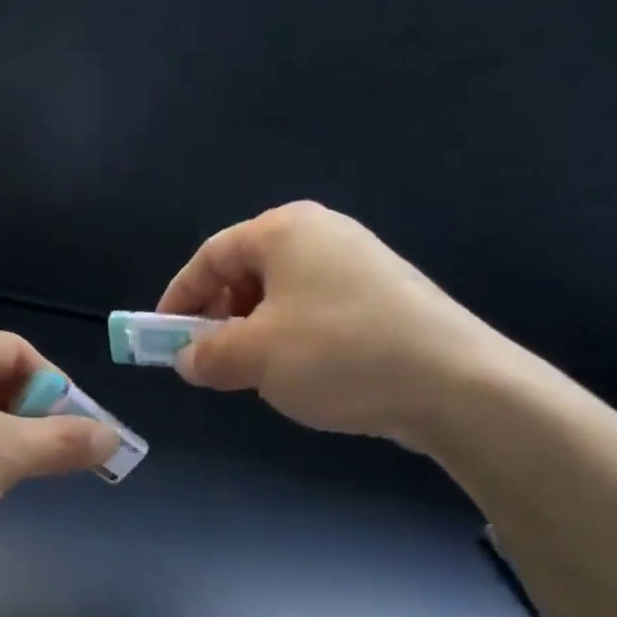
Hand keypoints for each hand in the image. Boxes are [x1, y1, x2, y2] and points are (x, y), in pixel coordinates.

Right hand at [158, 201, 513, 448]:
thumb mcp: (255, 357)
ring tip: (257, 374)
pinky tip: (302, 375)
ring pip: (280, 296)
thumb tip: (187, 358)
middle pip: (246, 272)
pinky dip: (291, 339)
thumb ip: (207, 354)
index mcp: (285, 232)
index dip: (179, 298)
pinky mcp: (383, 298)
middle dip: (218, 318)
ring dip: (254, 334)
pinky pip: (315, 312)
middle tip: (210, 360)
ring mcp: (358, 265)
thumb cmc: (338, 354)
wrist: (454, 384)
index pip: (210, 256)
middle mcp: (321, 235)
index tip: (163, 338)